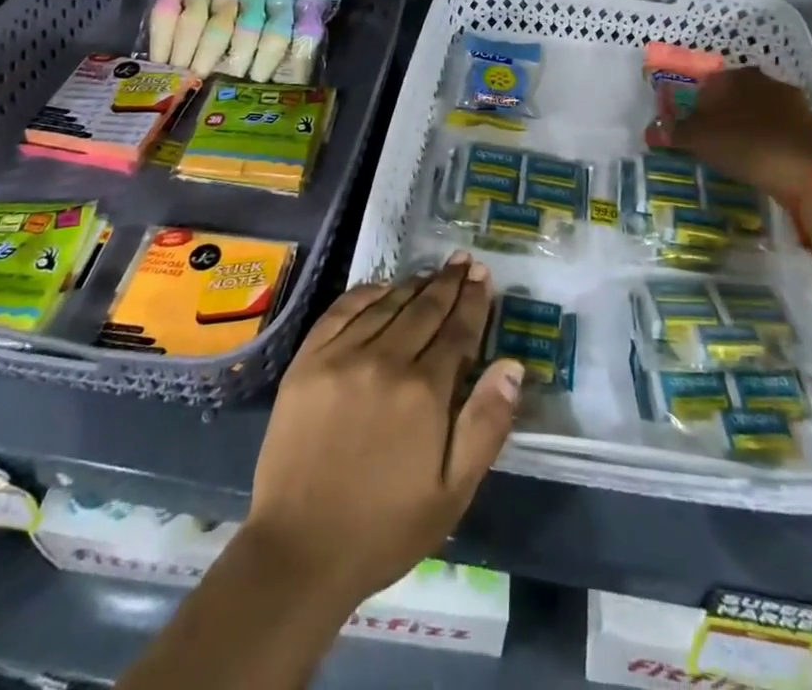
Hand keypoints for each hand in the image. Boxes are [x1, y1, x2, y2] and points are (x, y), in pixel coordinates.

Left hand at [245, 253, 522, 605]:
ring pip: (388, 304)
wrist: (299, 550)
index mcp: (424, 391)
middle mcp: (385, 360)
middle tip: (464, 261)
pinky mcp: (307, 360)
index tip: (484, 275)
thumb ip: (487, 424)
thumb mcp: (453, 492)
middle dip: (449, 283)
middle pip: (425, 308)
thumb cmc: (385, 527)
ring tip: (433, 272)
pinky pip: (342, 310)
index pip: (458, 331)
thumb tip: (512, 365)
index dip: (474, 300)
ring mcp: (342, 355)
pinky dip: (367, 293)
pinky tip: (382, 287)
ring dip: (415, 284)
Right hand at [650, 68, 811, 200]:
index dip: (695, 105)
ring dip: (746, 128)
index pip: (708, 82)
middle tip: (710, 141)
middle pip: (735, 95)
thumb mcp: (701, 140)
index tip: (689, 128)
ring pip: (759, 111)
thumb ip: (675, 132)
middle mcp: (767, 81)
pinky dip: (768, 142)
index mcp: (737, 76)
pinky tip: (763, 162)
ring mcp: (795, 103)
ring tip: (735, 154)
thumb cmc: (748, 147)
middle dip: (721, 115)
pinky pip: (780, 130)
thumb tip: (652, 129)